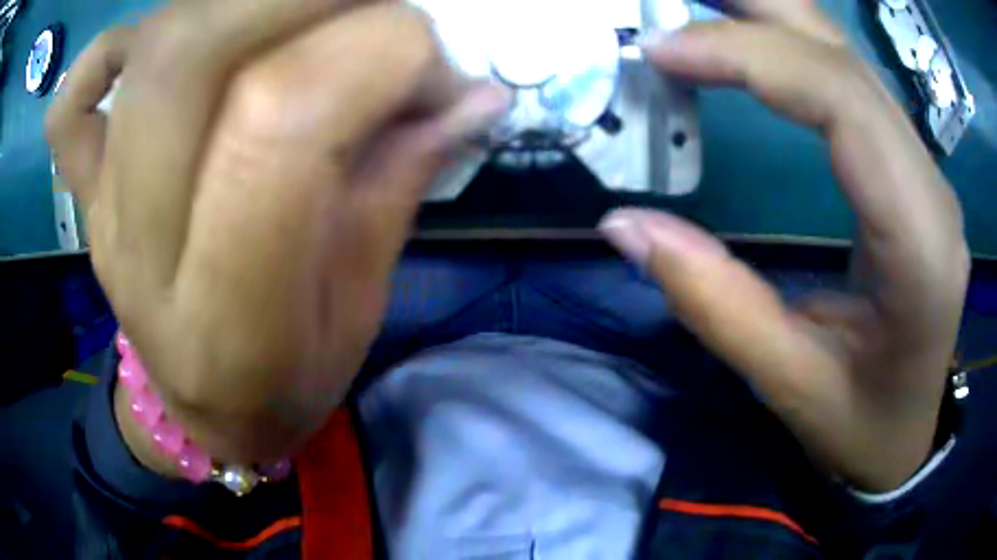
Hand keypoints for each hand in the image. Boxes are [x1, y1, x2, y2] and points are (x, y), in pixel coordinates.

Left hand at [46, 0, 508, 465]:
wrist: (201, 412)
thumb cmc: (287, 382)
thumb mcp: (361, 305)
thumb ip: (404, 181)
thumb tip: (475, 93)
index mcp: (229, 320)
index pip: (280, 123)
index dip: (375, 53)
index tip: (433, 59)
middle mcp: (142, 253)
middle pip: (192, 56)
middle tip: (375, 9)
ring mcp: (100, 212)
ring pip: (148, 50)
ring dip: (247, 0)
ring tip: (310, 16)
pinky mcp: (83, 193)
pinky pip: (71, 102)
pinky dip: (111, 48)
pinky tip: (165, 41)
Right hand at [601, 0, 967, 491]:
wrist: (906, 431)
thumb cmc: (862, 424)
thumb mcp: (791, 385)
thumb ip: (715, 304)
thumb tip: (624, 225)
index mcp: (920, 246)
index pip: (843, 103)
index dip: (750, 58)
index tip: (661, 53)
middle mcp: (931, 188)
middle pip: (844, 59)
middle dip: (754, 8)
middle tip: (666, 0)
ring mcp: (924, 172)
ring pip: (847, 59)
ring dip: (769, 17)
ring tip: (697, 4)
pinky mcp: (908, 171)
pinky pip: (849, 85)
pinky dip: (789, 48)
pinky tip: (747, 41)